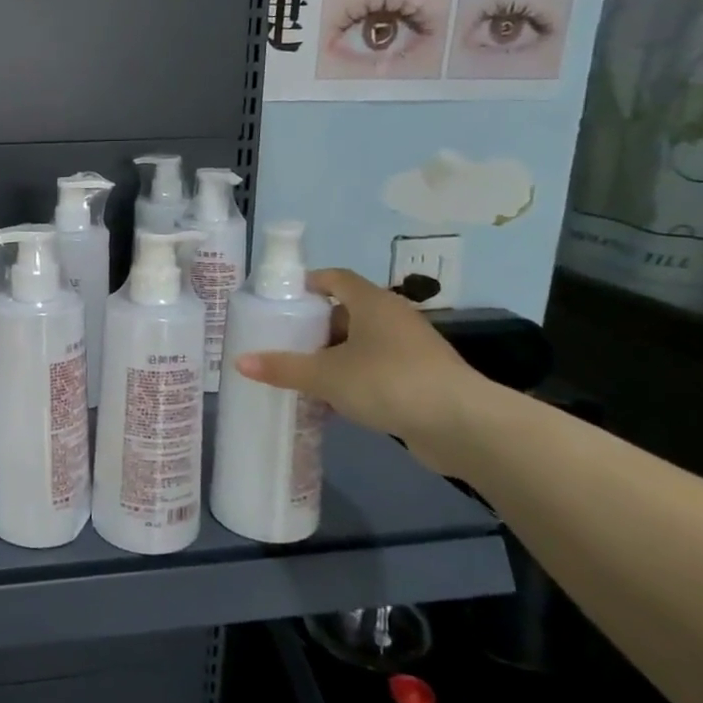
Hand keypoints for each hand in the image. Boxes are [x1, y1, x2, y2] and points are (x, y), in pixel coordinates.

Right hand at [234, 268, 486, 451]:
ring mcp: (410, 348)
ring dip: (334, 355)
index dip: (308, 283)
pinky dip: (353, 376)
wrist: (462, 424)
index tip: (282, 298)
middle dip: (315, 325)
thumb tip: (240, 362)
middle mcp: (393, 317)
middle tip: (283, 339)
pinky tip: (333, 399)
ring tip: (302, 371)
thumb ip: (284, 368)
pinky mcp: (420, 378)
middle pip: (346, 311)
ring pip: (361, 342)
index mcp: (372, 303)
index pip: (336, 278)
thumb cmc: (388, 382)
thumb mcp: (326, 375)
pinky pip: (376, 368)